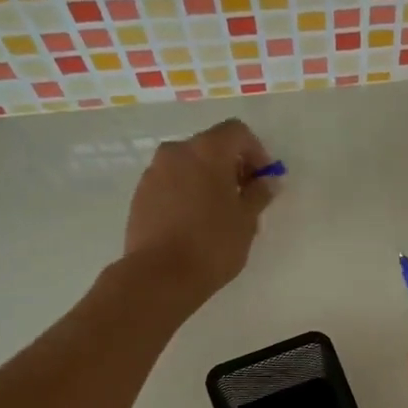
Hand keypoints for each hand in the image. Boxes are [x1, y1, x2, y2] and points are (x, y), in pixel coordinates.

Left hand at [124, 119, 275, 306]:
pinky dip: (187, 192)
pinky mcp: (140, 195)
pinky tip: (195, 223)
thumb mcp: (246, 220)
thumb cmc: (212, 244)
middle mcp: (176, 151)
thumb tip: (267, 181)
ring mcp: (153, 172)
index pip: (237, 132)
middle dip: (231, 166)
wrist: (160, 275)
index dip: (256, 152)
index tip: (264, 180)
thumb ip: (259, 194)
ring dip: (207, 179)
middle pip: (210, 146)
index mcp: (207, 150)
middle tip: (245, 197)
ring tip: (219, 213)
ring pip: (188, 165)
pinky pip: (171, 183)